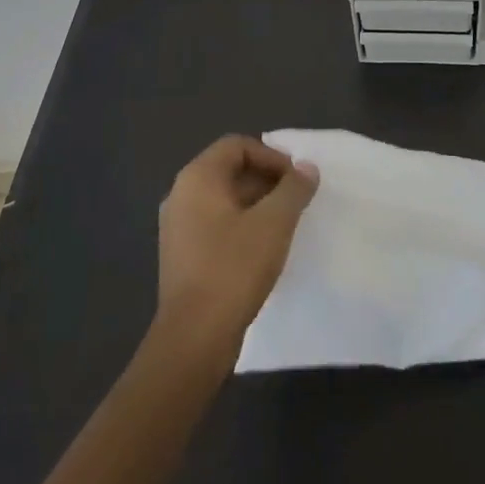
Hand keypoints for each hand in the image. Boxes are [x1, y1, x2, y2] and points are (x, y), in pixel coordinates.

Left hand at [156, 134, 318, 356]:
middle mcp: (181, 195)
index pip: (237, 146)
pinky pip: (216, 224)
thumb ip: (294, 188)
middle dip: (267, 180)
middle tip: (296, 201)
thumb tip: (307, 168)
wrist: (194, 337)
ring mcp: (178, 227)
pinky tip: (264, 249)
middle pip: (230, 170)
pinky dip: (242, 226)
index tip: (296, 180)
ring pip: (225, 199)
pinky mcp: (182, 255)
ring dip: (258, 204)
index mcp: (197, 178)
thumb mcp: (274, 222)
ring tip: (285, 225)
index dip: (271, 156)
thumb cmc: (234, 268)